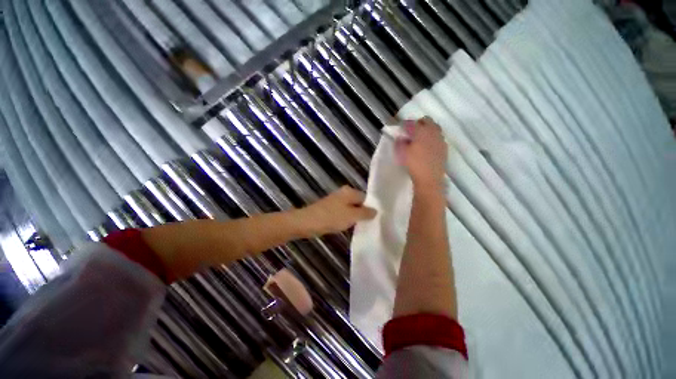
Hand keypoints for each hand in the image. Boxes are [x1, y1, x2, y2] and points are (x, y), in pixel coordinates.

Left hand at [302, 186, 376, 234]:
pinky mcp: (331, 209)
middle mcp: (344, 193)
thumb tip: (376, 211)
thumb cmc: (331, 217)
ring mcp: (336, 201)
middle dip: (364, 213)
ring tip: (363, 226)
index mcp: (349, 191)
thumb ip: (365, 213)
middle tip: (371, 224)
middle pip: (359, 203)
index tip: (377, 219)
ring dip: (356, 217)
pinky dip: (348, 219)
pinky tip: (351, 226)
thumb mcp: (351, 216)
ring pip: (351, 208)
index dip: (371, 208)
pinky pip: (344, 213)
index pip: (366, 198)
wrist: (307, 222)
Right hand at [395, 117, 447, 187]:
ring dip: (427, 130)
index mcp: (421, 131)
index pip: (412, 122)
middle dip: (419, 123)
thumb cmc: (413, 164)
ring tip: (420, 139)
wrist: (429, 178)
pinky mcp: (444, 147)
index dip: (405, 124)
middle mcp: (432, 132)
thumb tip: (401, 137)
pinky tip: (428, 147)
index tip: (401, 128)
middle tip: (411, 132)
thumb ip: (400, 142)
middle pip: (427, 120)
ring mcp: (440, 139)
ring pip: (434, 128)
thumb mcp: (401, 153)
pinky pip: (438, 137)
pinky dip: (433, 138)